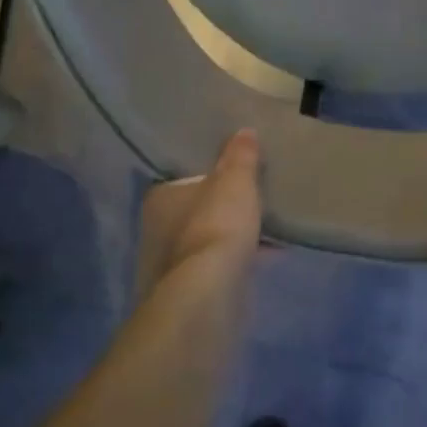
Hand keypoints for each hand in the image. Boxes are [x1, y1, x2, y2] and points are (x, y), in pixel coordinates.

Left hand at [135, 130, 262, 302]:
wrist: (210, 294)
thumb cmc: (216, 225)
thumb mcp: (236, 180)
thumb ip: (240, 156)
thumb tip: (244, 132)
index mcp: (160, 198)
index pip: (184, 179)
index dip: (209, 175)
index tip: (234, 173)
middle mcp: (157, 231)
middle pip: (196, 211)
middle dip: (223, 208)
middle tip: (254, 197)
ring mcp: (172, 266)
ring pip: (209, 241)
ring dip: (234, 236)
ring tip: (268, 226)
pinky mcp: (191, 293)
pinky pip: (221, 266)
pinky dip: (242, 259)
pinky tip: (270, 255)